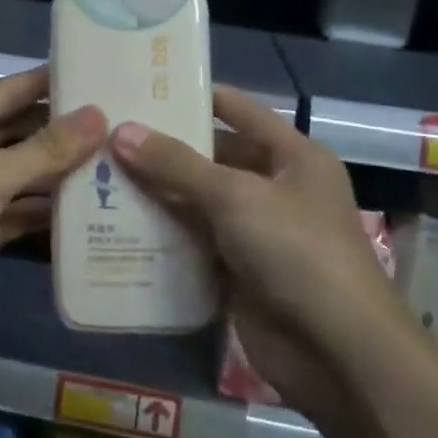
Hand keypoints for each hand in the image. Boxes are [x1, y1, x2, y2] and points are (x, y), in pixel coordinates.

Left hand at [0, 67, 106, 354]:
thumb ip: (44, 149)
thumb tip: (98, 115)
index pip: (16, 90)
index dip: (55, 80)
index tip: (104, 71)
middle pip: (26, 131)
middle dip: (68, 129)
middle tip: (126, 122)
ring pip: (29, 174)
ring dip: (66, 171)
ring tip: (123, 162)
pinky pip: (26, 212)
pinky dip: (54, 211)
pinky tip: (96, 209)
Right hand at [110, 86, 406, 414]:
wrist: (337, 352)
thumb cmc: (296, 251)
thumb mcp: (236, 197)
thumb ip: (176, 165)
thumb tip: (121, 131)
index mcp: (292, 156)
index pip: (238, 111)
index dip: (195, 97)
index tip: (143, 86)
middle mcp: (276, 188)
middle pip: (212, 158)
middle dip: (163, 150)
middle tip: (106, 135)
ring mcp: (256, 232)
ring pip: (198, 202)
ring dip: (157, 193)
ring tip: (100, 174)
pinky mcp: (238, 271)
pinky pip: (194, 242)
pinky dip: (163, 235)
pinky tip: (117, 224)